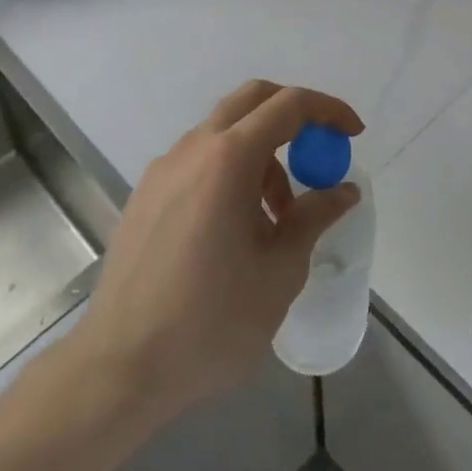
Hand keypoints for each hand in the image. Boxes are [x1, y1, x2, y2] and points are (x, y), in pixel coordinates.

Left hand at [77, 81, 362, 425]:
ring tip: (278, 218)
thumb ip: (315, 217)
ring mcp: (163, 169)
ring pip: (225, 132)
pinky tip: (237, 227)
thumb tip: (343, 190)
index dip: (328, 111)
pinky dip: (231, 171)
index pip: (288, 106)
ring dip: (262, 154)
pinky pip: (200, 160)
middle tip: (319, 154)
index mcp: (228, 159)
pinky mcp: (146, 195)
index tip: (353, 135)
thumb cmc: (210, 321)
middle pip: (252, 100)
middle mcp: (193, 149)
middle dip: (294, 116)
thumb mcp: (280, 271)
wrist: (118, 370)